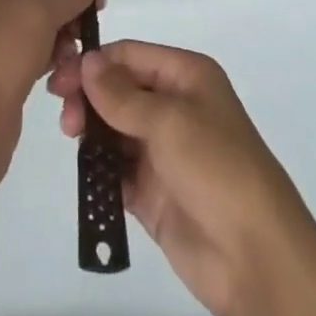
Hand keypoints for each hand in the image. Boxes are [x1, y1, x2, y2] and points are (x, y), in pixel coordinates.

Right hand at [49, 41, 315, 315]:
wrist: (256, 259)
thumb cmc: (217, 169)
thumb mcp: (169, 120)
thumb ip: (121, 94)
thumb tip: (87, 61)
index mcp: (186, 76)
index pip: (129, 56)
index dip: (94, 63)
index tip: (60, 78)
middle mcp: (174, 106)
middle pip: (118, 90)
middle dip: (88, 96)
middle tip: (64, 116)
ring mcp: (162, 151)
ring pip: (113, 128)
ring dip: (90, 130)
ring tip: (71, 137)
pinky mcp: (152, 193)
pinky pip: (116, 171)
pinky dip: (98, 168)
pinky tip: (84, 169)